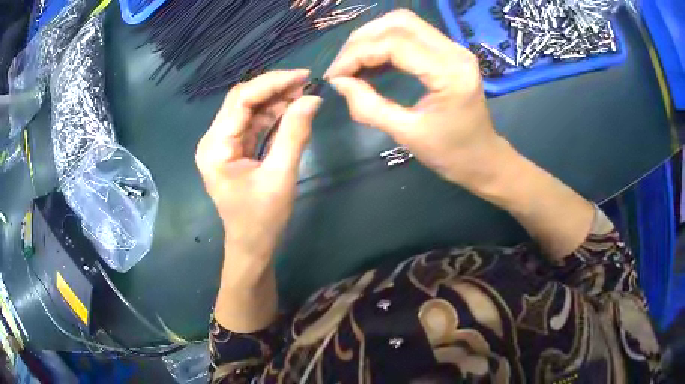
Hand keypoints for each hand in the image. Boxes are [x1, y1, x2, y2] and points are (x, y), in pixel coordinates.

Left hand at [196, 69, 321, 261]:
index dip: (272, 82)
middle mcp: (214, 140)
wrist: (252, 247)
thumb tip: (313, 99)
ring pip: (250, 110)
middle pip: (243, 100)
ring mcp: (224, 144)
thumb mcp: (280, 177)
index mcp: (216, 146)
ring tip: (305, 95)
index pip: (241, 99)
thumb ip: (295, 134)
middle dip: (275, 88)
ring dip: (276, 100)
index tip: (304, 76)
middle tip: (307, 84)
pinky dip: (274, 115)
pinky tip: (293, 109)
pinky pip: (254, 124)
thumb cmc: (262, 220)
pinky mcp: (234, 150)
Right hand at [326, 10, 505, 189]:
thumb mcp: (406, 134)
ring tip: (354, 63)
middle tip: (344, 66)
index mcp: (449, 73)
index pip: (394, 43)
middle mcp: (454, 51)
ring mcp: (454, 49)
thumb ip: (368, 106)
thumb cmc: (450, 153)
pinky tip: (372, 63)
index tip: (335, 75)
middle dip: (363, 39)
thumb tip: (339, 82)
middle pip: (399, 22)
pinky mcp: (449, 52)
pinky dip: (386, 43)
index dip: (358, 54)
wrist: (483, 158)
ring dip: (373, 37)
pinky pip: (412, 35)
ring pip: (404, 23)